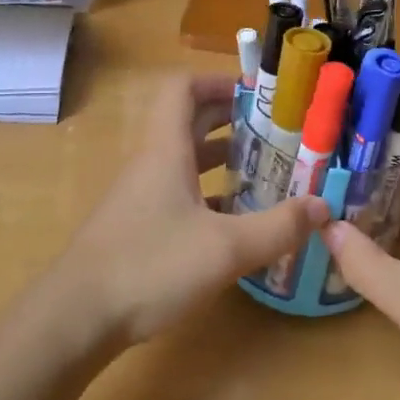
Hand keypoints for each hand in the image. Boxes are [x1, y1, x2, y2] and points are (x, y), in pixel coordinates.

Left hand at [52, 74, 329, 345]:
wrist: (76, 318)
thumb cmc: (149, 266)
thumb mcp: (225, 249)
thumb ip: (278, 227)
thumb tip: (324, 206)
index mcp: (166, 150)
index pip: (183, 89)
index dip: (218, 82)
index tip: (257, 93)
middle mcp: (152, 164)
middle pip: (188, 122)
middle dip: (230, 119)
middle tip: (275, 130)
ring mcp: (141, 197)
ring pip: (184, 161)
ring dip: (221, 159)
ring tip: (265, 171)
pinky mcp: (137, 228)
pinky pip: (178, 194)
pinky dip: (208, 196)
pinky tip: (235, 222)